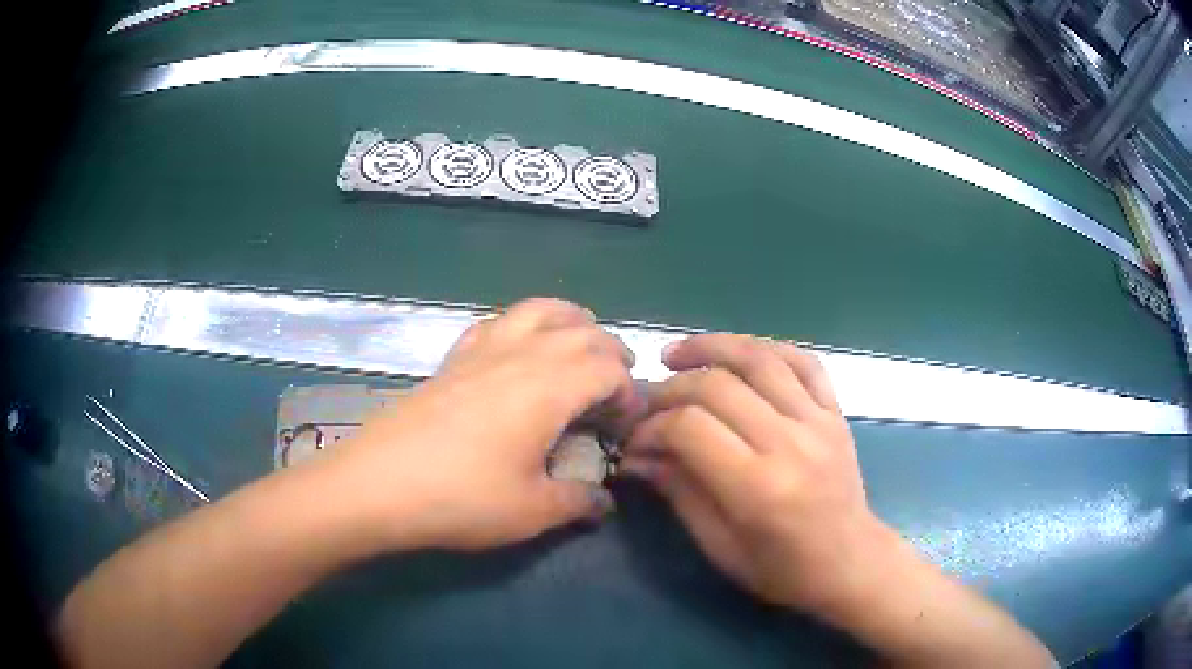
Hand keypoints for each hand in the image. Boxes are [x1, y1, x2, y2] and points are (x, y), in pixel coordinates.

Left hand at [326, 298, 639, 550]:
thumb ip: (578, 501)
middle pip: (582, 332)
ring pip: (538, 311)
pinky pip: (497, 323)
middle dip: (611, 354)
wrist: (377, 485)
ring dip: (571, 322)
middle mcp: (520, 355)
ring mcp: (481, 352)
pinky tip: (518, 352)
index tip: (628, 427)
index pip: (609, 369)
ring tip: (581, 347)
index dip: (630, 393)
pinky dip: (522, 326)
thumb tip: (603, 502)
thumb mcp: (531, 511)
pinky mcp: (452, 360)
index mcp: (549, 387)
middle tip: (617, 389)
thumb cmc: (461, 498)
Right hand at [621, 334, 885, 612]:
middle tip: (647, 403)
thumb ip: (679, 492)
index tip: (635, 440)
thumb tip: (637, 455)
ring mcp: (818, 422)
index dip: (651, 427)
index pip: (690, 429)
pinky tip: (738, 353)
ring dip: (711, 348)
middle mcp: (790, 444)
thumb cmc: (781, 569)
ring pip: (760, 359)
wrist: (849, 561)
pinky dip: (766, 348)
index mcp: (758, 488)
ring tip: (676, 354)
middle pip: (717, 386)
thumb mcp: (719, 546)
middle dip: (670, 388)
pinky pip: (803, 361)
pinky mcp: (835, 412)